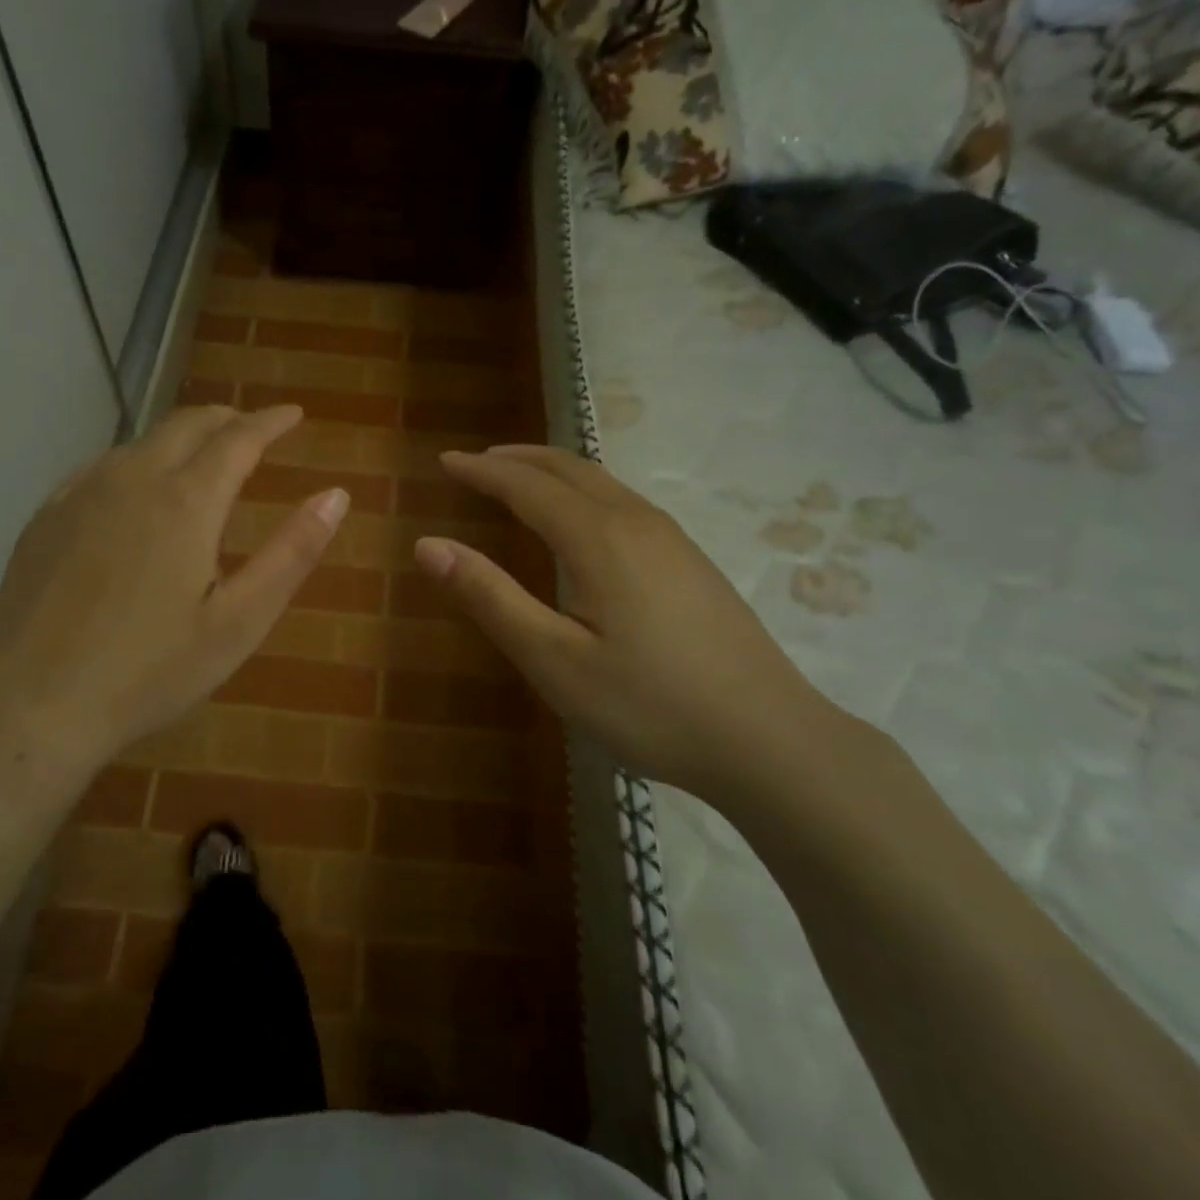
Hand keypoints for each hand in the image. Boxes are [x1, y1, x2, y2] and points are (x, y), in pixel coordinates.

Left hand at [0, 405, 346, 776]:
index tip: (293, 414)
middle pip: (188, 424)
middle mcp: (133, 478)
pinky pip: (103, 466)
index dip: (271, 421)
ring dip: (182, 439)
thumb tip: (336, 495)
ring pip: (143, 441)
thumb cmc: (150, 670)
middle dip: (228, 419)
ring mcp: (81, 493)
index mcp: (186, 501)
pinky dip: (138, 462)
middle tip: (253, 431)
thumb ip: (292, 553)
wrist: (34, 704)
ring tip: (203, 459)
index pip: (239, 437)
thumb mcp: (240, 621)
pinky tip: (137, 490)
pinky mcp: (47, 515)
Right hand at [414, 445, 831, 800]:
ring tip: (518, 479)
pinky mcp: (691, 561)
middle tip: (475, 463)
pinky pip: (623, 501)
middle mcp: (636, 521)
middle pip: (568, 468)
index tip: (446, 461)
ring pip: (601, 481)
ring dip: (551, 471)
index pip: (526, 485)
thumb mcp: (554, 660)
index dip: (481, 471)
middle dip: (515, 459)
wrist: (770, 739)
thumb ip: (491, 598)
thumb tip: (429, 546)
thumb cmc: (650, 705)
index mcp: (599, 537)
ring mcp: (672, 539)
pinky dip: (582, 490)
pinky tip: (580, 520)